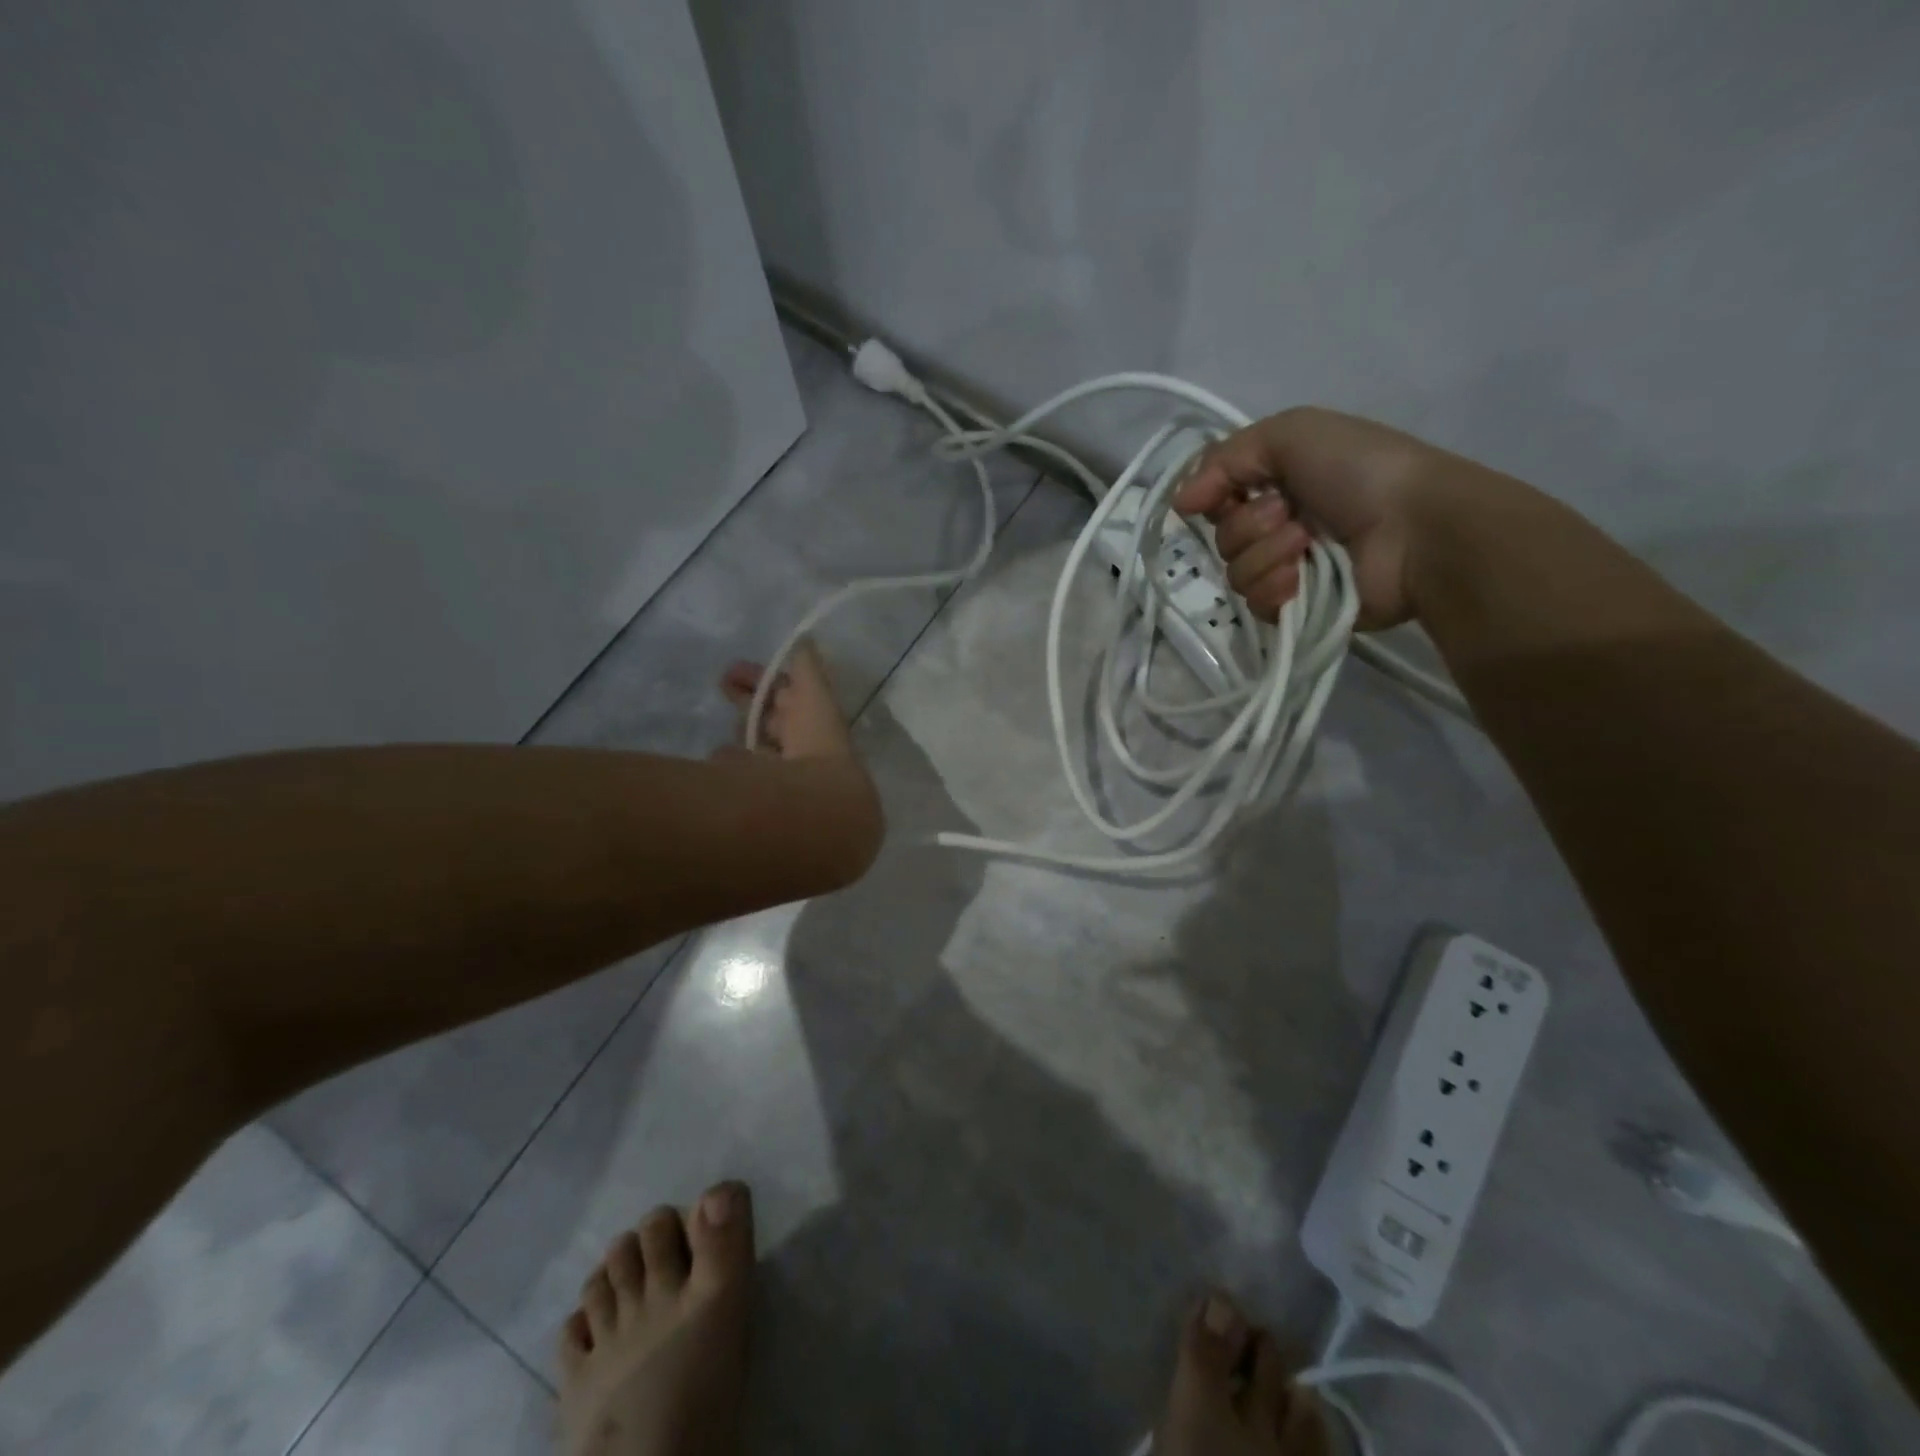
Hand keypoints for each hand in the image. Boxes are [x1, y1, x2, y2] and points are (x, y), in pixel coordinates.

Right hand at [1174, 407, 1450, 628]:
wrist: (1417, 528)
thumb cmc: (1360, 470)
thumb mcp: (1291, 433)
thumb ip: (1225, 458)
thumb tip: (1179, 503)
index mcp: (1278, 485)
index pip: (1216, 499)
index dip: (1214, 497)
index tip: (1227, 493)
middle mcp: (1279, 526)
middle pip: (1222, 538)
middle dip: (1249, 525)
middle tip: (1290, 515)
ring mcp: (1289, 570)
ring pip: (1235, 573)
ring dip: (1266, 555)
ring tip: (1307, 545)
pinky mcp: (1297, 609)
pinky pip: (1255, 605)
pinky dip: (1275, 588)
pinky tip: (1301, 578)